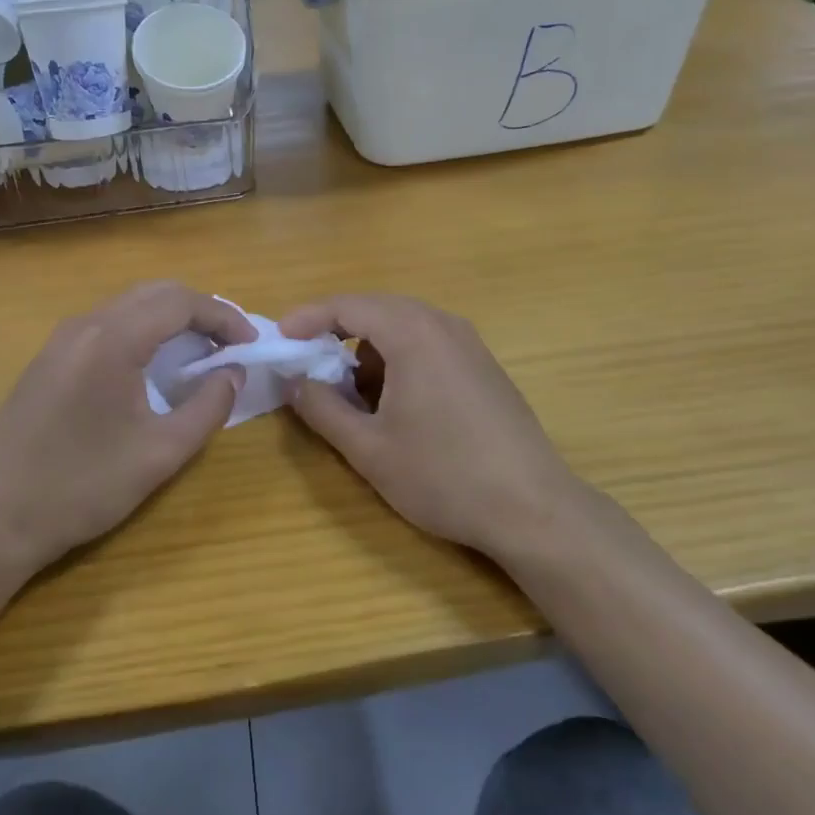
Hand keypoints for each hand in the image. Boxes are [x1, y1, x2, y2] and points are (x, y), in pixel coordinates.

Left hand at [0, 283, 254, 591]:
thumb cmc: (84, 488)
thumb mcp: (161, 453)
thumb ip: (208, 406)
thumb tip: (233, 373)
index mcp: (111, 341)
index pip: (180, 302)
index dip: (223, 316)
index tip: (250, 343)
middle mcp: (84, 325)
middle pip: (155, 292)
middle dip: (200, 310)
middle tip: (230, 343)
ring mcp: (61, 339)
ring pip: (129, 304)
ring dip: (170, 317)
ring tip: (200, 350)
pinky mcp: (49, 357)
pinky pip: (106, 323)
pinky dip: (142, 329)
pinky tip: (153, 363)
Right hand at [280, 294, 579, 558]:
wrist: (534, 508)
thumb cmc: (444, 475)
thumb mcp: (369, 449)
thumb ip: (323, 409)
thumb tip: (295, 382)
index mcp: (413, 333)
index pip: (348, 305)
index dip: (307, 318)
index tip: (280, 339)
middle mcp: (443, 324)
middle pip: (376, 309)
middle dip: (336, 331)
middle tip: (307, 361)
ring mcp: (469, 343)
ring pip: (404, 326)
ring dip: (369, 348)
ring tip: (351, 392)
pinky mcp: (483, 365)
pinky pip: (428, 343)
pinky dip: (399, 359)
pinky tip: (394, 402)